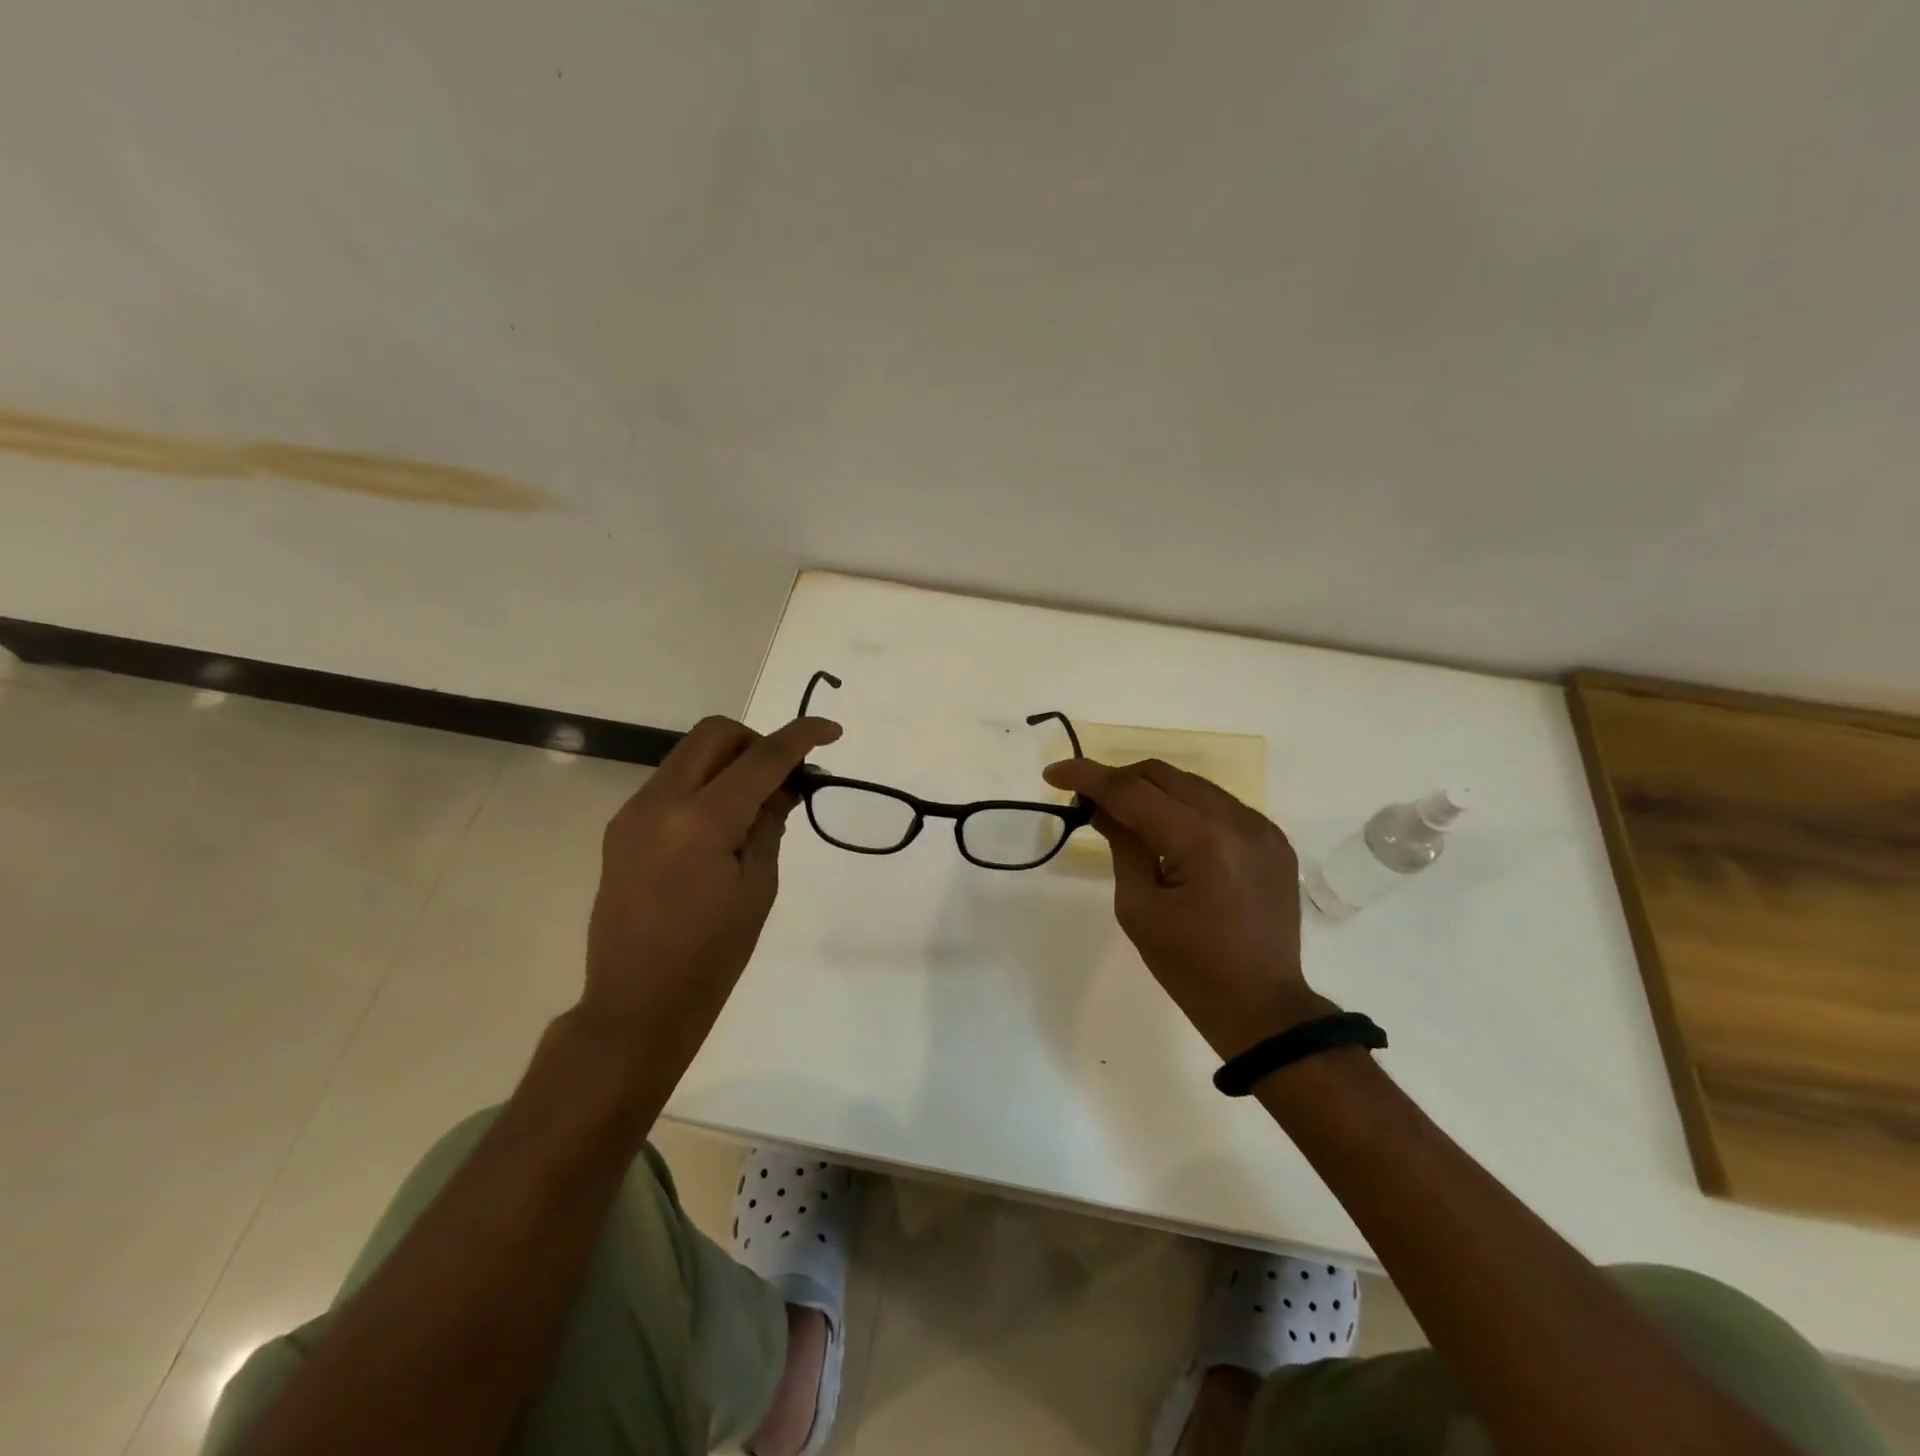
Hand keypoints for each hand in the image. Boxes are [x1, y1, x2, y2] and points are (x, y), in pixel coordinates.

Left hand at [582, 715, 840, 1049]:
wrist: (637, 1003)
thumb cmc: (712, 955)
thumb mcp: (758, 887)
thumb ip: (770, 823)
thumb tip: (786, 784)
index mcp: (701, 822)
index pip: (761, 758)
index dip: (801, 737)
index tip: (831, 731)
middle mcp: (659, 802)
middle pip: (715, 734)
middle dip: (757, 741)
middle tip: (782, 779)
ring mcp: (633, 812)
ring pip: (690, 754)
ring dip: (730, 762)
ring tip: (755, 806)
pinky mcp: (621, 827)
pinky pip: (671, 782)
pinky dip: (705, 784)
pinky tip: (721, 826)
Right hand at [1041, 757, 1333, 1057]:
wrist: (1262, 1007)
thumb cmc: (1190, 967)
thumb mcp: (1139, 908)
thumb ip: (1122, 846)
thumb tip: (1103, 807)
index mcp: (1200, 842)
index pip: (1132, 790)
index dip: (1087, 776)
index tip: (1053, 773)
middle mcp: (1236, 821)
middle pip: (1163, 775)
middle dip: (1118, 780)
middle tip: (1088, 802)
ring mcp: (1261, 828)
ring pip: (1192, 784)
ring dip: (1152, 791)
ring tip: (1126, 816)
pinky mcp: (1273, 840)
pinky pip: (1219, 804)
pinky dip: (1186, 807)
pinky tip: (1170, 833)